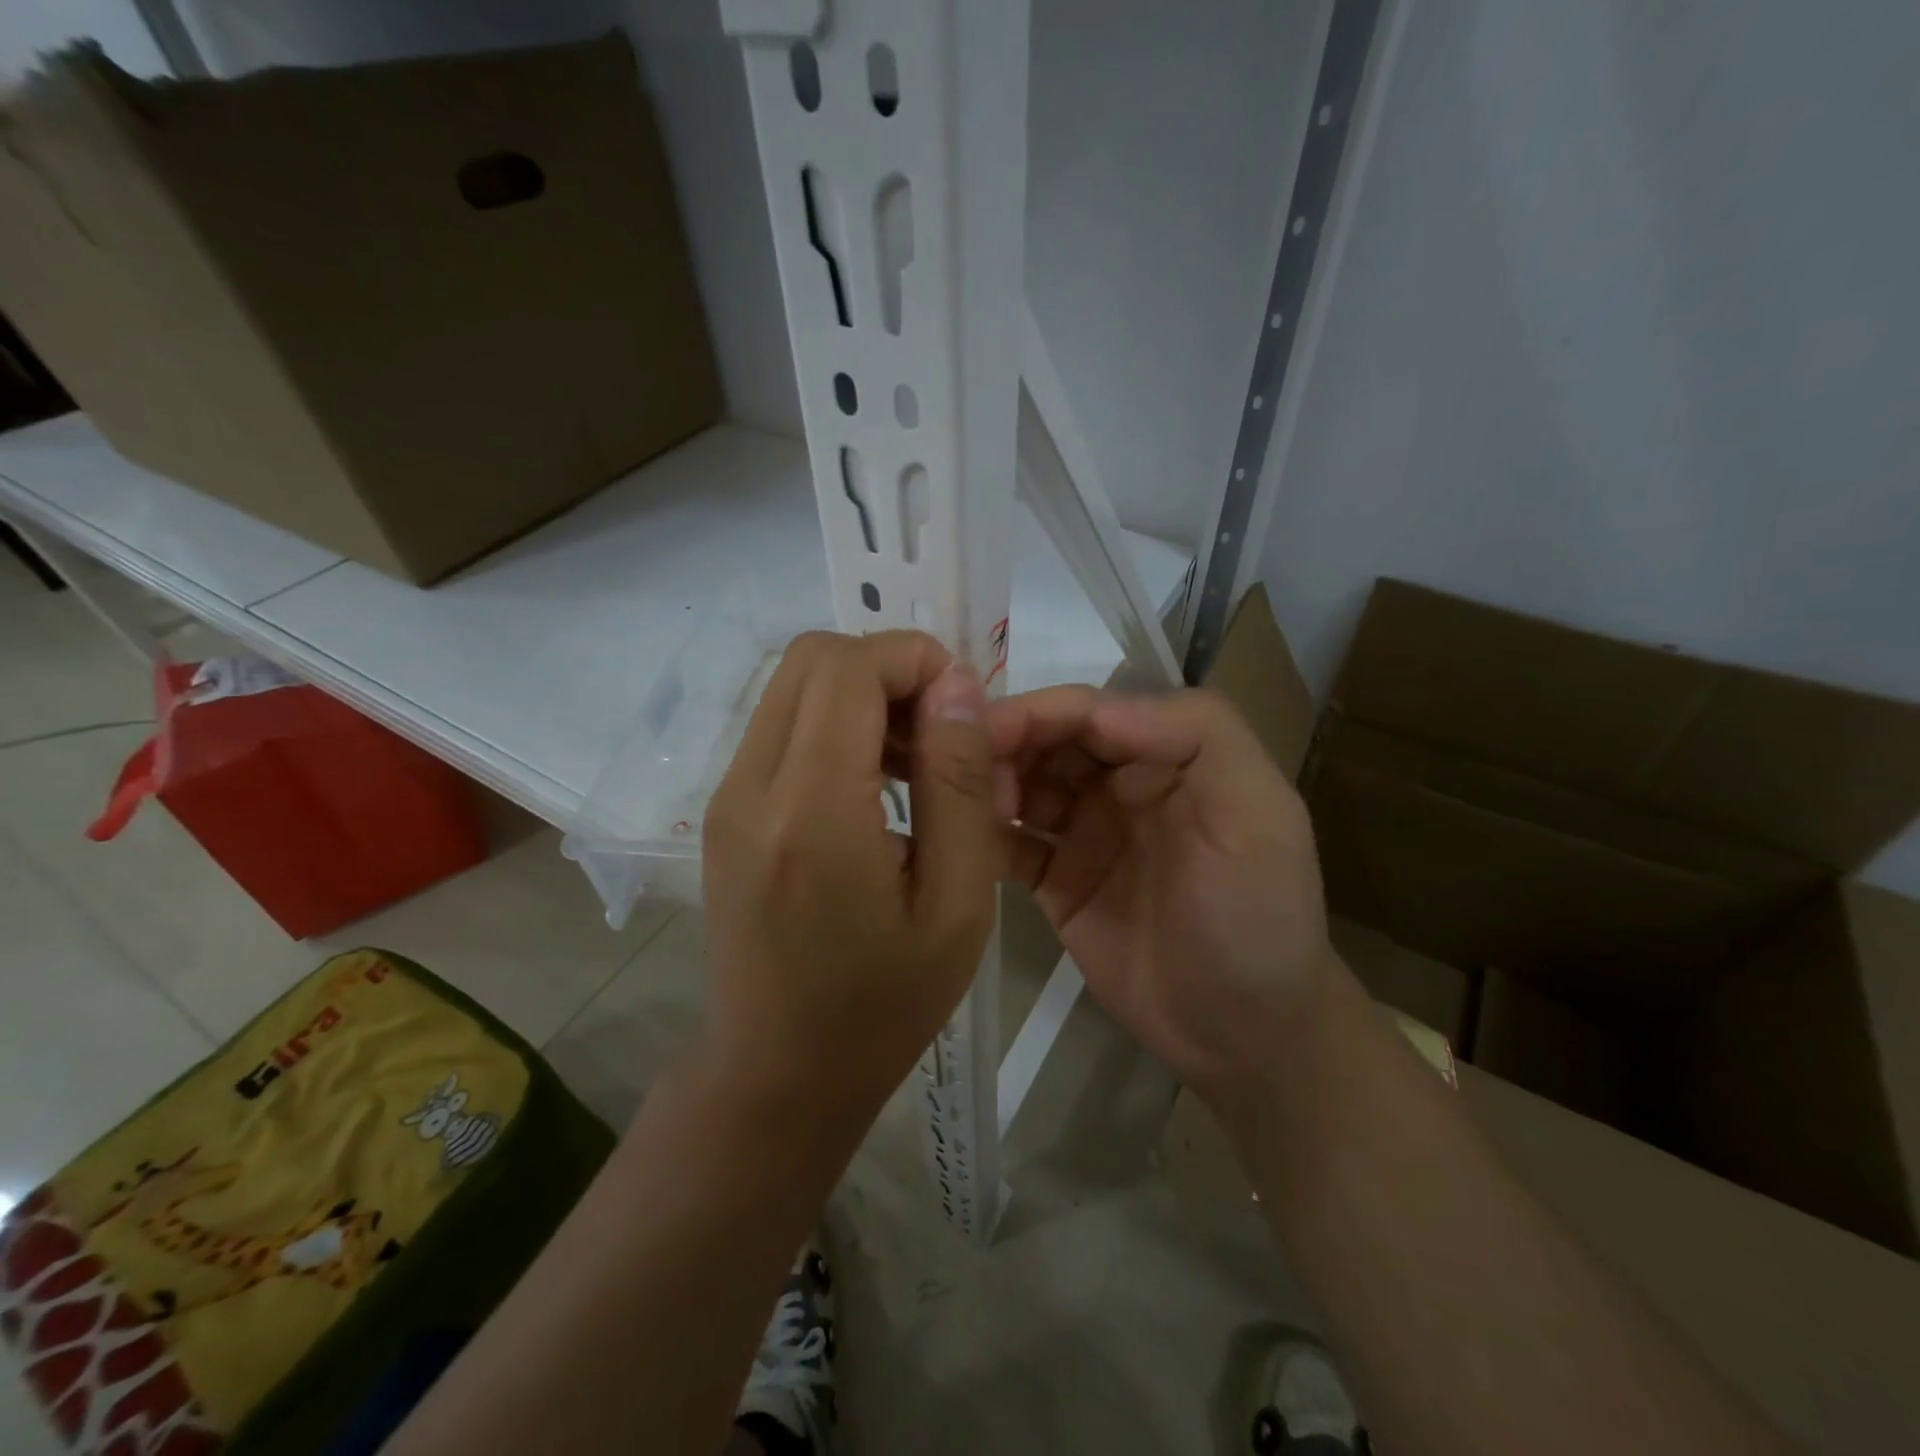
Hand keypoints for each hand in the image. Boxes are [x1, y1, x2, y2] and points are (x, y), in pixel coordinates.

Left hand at [700, 630, 999, 1135]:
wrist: (777, 1074)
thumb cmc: (882, 1005)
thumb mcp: (956, 903)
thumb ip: (958, 783)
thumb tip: (956, 685)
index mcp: (810, 813)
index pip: (849, 668)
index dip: (915, 659)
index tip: (964, 706)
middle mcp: (751, 787)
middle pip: (813, 657)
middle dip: (888, 668)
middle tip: (941, 729)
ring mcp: (726, 796)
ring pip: (793, 685)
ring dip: (862, 694)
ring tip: (915, 761)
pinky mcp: (724, 810)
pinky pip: (781, 726)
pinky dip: (834, 724)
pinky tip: (875, 786)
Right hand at [985, 687, 1346, 1100]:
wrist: (1243, 1033)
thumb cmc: (1257, 918)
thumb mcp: (1258, 815)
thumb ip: (1199, 737)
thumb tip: (1097, 707)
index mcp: (1169, 754)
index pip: (1092, 711)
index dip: (1038, 712)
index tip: (982, 730)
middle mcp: (1121, 782)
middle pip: (1049, 741)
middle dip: (1002, 744)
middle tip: (954, 770)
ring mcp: (1085, 831)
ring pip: (1023, 785)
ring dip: (987, 786)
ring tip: (952, 808)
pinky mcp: (1057, 880)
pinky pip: (1010, 845)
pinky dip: (982, 837)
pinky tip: (954, 844)